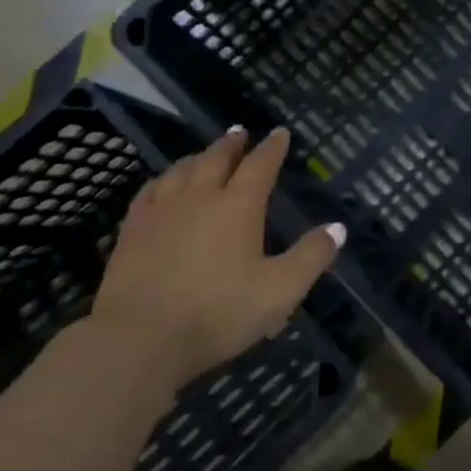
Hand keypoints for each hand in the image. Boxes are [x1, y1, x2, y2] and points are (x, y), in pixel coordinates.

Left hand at [90, 127, 343, 385]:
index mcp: (238, 206)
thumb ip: (311, 257)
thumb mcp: (279, 291)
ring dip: (197, 157)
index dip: (272, 148)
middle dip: (232, 144)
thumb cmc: (218, 312)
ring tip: (204, 153)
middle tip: (239, 132)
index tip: (280, 133)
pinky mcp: (132, 231)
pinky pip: (149, 192)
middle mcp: (199, 197)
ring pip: (181, 171)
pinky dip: (162, 180)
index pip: (260, 166)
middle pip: (216, 159)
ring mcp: (161, 212)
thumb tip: (337, 227)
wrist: (139, 338)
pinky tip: (161, 184)